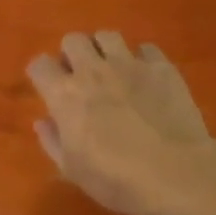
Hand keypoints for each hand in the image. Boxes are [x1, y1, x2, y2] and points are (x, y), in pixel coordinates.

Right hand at [27, 32, 215, 214]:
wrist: (175, 174)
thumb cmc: (116, 178)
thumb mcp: (72, 169)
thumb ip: (52, 141)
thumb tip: (42, 121)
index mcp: (65, 95)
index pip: (40, 65)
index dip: (42, 74)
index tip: (48, 88)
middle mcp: (93, 71)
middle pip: (72, 40)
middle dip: (72, 54)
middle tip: (81, 76)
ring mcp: (129, 64)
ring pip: (107, 36)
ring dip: (104, 50)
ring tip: (112, 70)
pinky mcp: (162, 67)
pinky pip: (146, 48)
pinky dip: (142, 59)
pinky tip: (146, 78)